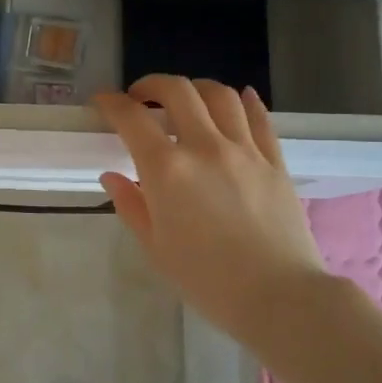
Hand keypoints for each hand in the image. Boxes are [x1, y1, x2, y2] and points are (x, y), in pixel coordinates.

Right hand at [94, 75, 326, 339]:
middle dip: (152, 85)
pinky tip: (238, 98)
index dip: (111, 103)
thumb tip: (112, 176)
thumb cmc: (206, 280)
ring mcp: (245, 150)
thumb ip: (130, 205)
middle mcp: (205, 147)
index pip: (132, 119)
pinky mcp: (274, 161)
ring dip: (195, 88)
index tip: (102, 102)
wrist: (279, 297)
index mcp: (167, 170)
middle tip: (141, 97)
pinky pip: (259, 118)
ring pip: (220, 96)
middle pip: (177, 91)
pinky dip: (245, 101)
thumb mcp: (155, 248)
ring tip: (186, 99)